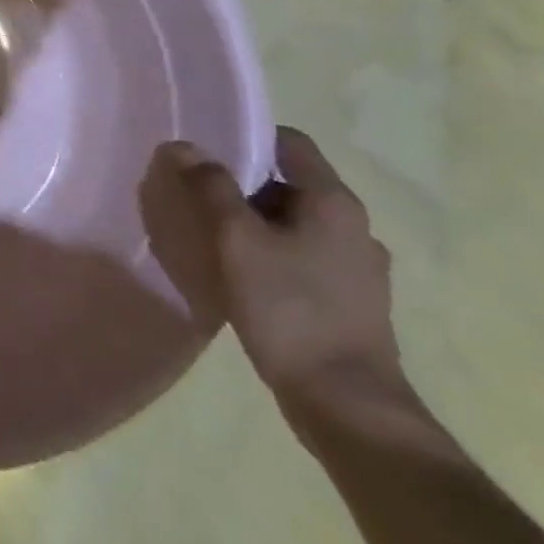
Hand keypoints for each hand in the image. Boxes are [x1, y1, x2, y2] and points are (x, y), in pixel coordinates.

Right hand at [146, 127, 404, 416]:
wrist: (348, 406)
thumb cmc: (290, 309)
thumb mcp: (237, 240)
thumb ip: (210, 187)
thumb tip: (184, 146)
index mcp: (334, 202)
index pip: (289, 143)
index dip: (246, 138)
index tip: (205, 151)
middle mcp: (354, 227)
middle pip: (289, 183)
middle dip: (242, 185)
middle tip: (197, 195)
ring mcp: (359, 269)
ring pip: (296, 223)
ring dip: (257, 223)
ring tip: (214, 237)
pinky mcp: (352, 303)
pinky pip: (305, 257)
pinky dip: (273, 254)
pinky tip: (244, 276)